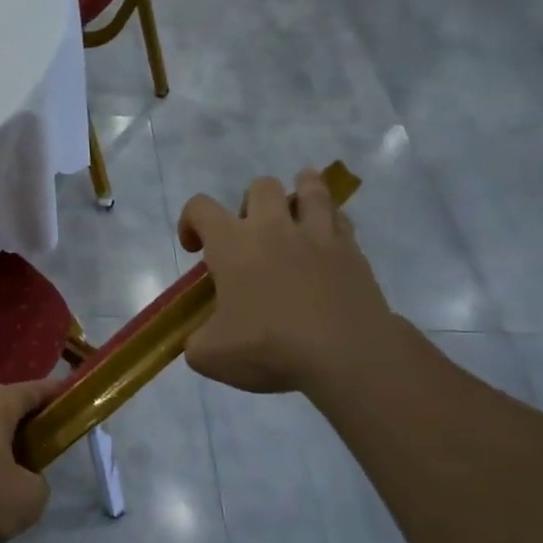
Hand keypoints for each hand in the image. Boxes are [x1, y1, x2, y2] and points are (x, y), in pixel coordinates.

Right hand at [177, 169, 395, 396]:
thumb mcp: (210, 355)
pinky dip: (330, 223)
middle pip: (261, 186)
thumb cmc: (269, 347)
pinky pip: (341, 219)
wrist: (346, 356)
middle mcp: (273, 228)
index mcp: (232, 244)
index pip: (200, 207)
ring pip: (311, 189)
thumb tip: (201, 340)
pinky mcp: (353, 252)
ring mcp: (318, 235)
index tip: (195, 249)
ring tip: (295, 214)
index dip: (189, 221)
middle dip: (251, 203)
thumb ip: (197, 341)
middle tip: (250, 235)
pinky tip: (325, 242)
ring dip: (300, 193)